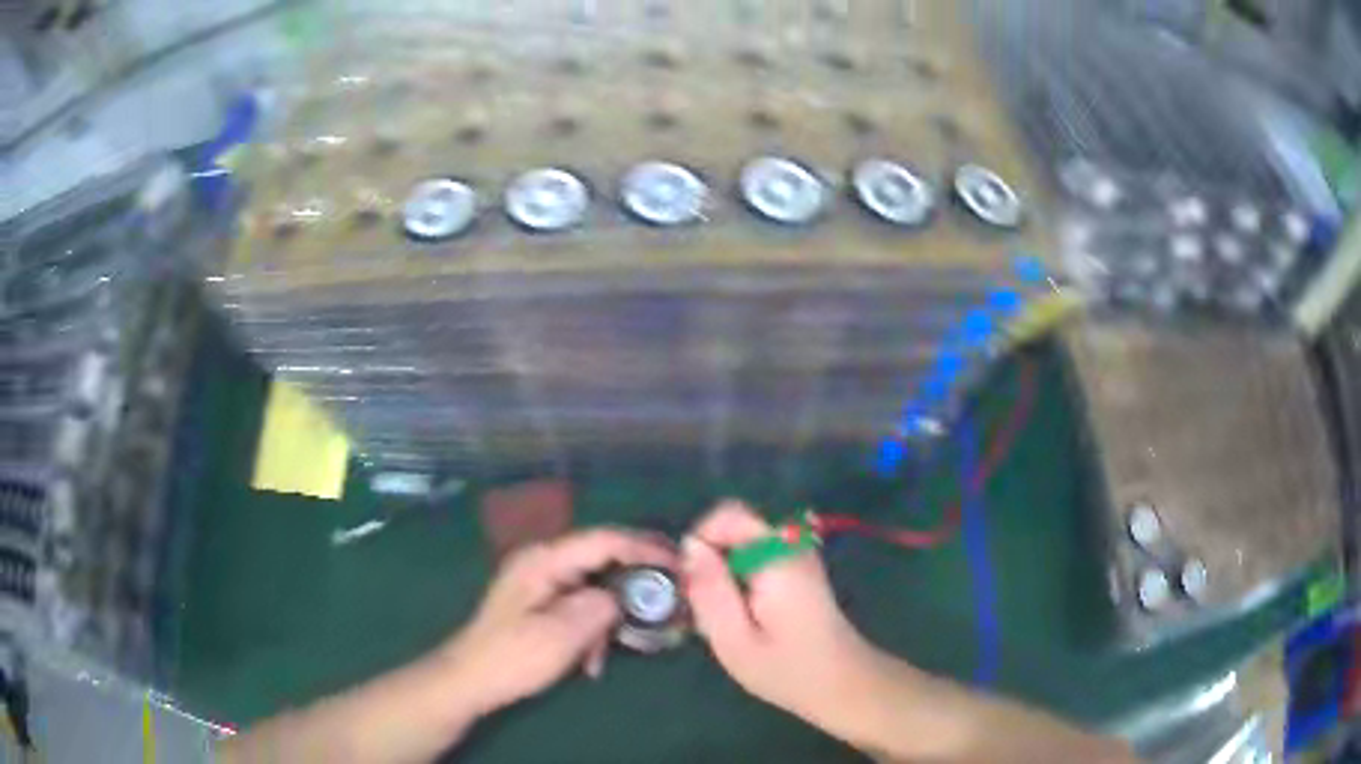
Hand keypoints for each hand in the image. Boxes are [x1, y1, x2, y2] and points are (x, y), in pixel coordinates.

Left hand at [442, 528, 676, 715]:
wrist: (469, 681)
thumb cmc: (511, 658)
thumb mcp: (560, 636)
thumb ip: (598, 607)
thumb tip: (623, 595)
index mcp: (544, 560)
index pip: (604, 541)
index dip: (645, 549)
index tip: (680, 564)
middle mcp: (543, 561)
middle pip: (602, 556)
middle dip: (637, 577)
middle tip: (674, 590)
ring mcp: (541, 581)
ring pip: (594, 583)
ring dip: (612, 613)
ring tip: (626, 644)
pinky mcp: (541, 602)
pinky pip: (580, 603)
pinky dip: (593, 627)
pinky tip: (593, 659)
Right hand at [681, 501, 885, 738]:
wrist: (842, 684)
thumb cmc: (786, 669)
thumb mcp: (734, 639)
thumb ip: (709, 589)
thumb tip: (689, 545)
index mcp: (777, 557)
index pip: (727, 515)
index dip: (700, 542)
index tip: (693, 585)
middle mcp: (791, 545)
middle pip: (734, 528)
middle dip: (710, 561)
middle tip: (708, 609)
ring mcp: (799, 554)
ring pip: (742, 543)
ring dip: (724, 573)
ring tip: (726, 618)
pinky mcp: (800, 568)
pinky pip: (756, 556)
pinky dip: (740, 579)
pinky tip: (745, 616)